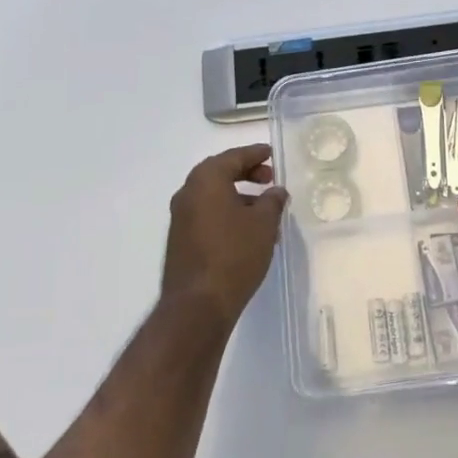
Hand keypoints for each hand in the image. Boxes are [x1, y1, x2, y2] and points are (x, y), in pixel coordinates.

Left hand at [161, 145, 288, 326]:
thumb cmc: (235, 254)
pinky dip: (228, 213)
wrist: (198, 304)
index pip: (233, 157)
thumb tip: (276, 191)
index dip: (255, 154)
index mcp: (206, 180)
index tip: (271, 154)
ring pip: (214, 196)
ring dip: (240, 196)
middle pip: (220, 173)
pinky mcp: (181, 239)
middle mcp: (188, 193)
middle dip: (246, 174)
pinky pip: (208, 215)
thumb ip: (273, 201)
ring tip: (266, 211)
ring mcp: (181, 218)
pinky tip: (249, 231)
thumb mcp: (264, 223)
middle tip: (269, 179)